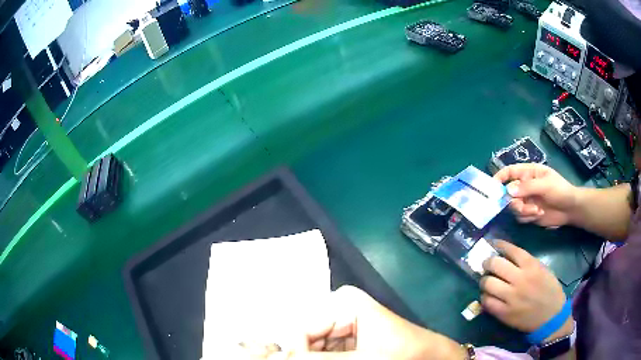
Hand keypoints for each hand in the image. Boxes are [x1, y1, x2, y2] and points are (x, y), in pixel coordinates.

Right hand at [273, 286, 465, 359]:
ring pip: (312, 346)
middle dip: (305, 355)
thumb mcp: (360, 359)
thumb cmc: (401, 352)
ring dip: (314, 358)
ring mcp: (341, 325)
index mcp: (342, 302)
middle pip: (305, 338)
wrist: (428, 357)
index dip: (296, 351)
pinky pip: (324, 350)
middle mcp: (338, 309)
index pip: (301, 328)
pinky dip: (323, 358)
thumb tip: (276, 358)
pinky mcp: (346, 339)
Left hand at [480, 241, 572, 342]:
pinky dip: (485, 297)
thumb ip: (527, 263)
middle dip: (488, 262)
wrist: (551, 316)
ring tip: (486, 281)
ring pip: (488, 283)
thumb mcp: (543, 270)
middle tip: (487, 264)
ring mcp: (511, 297)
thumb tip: (508, 257)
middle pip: (495, 265)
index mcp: (531, 266)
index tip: (494, 244)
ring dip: (484, 280)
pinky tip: (488, 295)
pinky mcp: (504, 313)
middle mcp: (520, 279)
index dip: (500, 245)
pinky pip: (487, 302)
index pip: (511, 250)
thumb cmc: (549, 290)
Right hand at [494, 164, 578, 226]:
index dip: (500, 177)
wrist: (570, 209)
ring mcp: (527, 200)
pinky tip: (539, 214)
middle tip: (523, 206)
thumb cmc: (560, 190)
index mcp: (529, 173)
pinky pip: (520, 217)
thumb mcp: (545, 185)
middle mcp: (525, 186)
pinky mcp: (529, 213)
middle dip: (515, 202)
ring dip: (524, 211)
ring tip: (537, 211)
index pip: (510, 172)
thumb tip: (508, 191)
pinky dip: (528, 217)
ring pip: (514, 207)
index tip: (492, 187)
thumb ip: (527, 187)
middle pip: (509, 193)